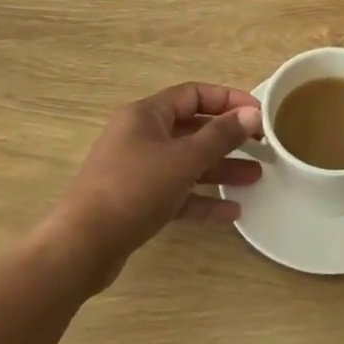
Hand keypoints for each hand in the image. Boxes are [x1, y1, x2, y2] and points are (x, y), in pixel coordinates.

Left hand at [49, 84, 263, 291]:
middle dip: (229, 139)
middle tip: (262, 148)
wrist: (80, 248)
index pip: (194, 94)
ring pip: (187, 162)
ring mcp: (137, 170)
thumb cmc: (133, 190)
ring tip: (256, 179)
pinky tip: (231, 212)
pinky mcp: (137, 202)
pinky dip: (202, 198)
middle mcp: (141, 136)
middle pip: (193, 129)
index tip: (258, 113)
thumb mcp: (183, 159)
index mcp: (147, 115)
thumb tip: (251, 113)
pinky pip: (177, 192)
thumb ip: (220, 135)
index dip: (228, 100)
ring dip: (220, 169)